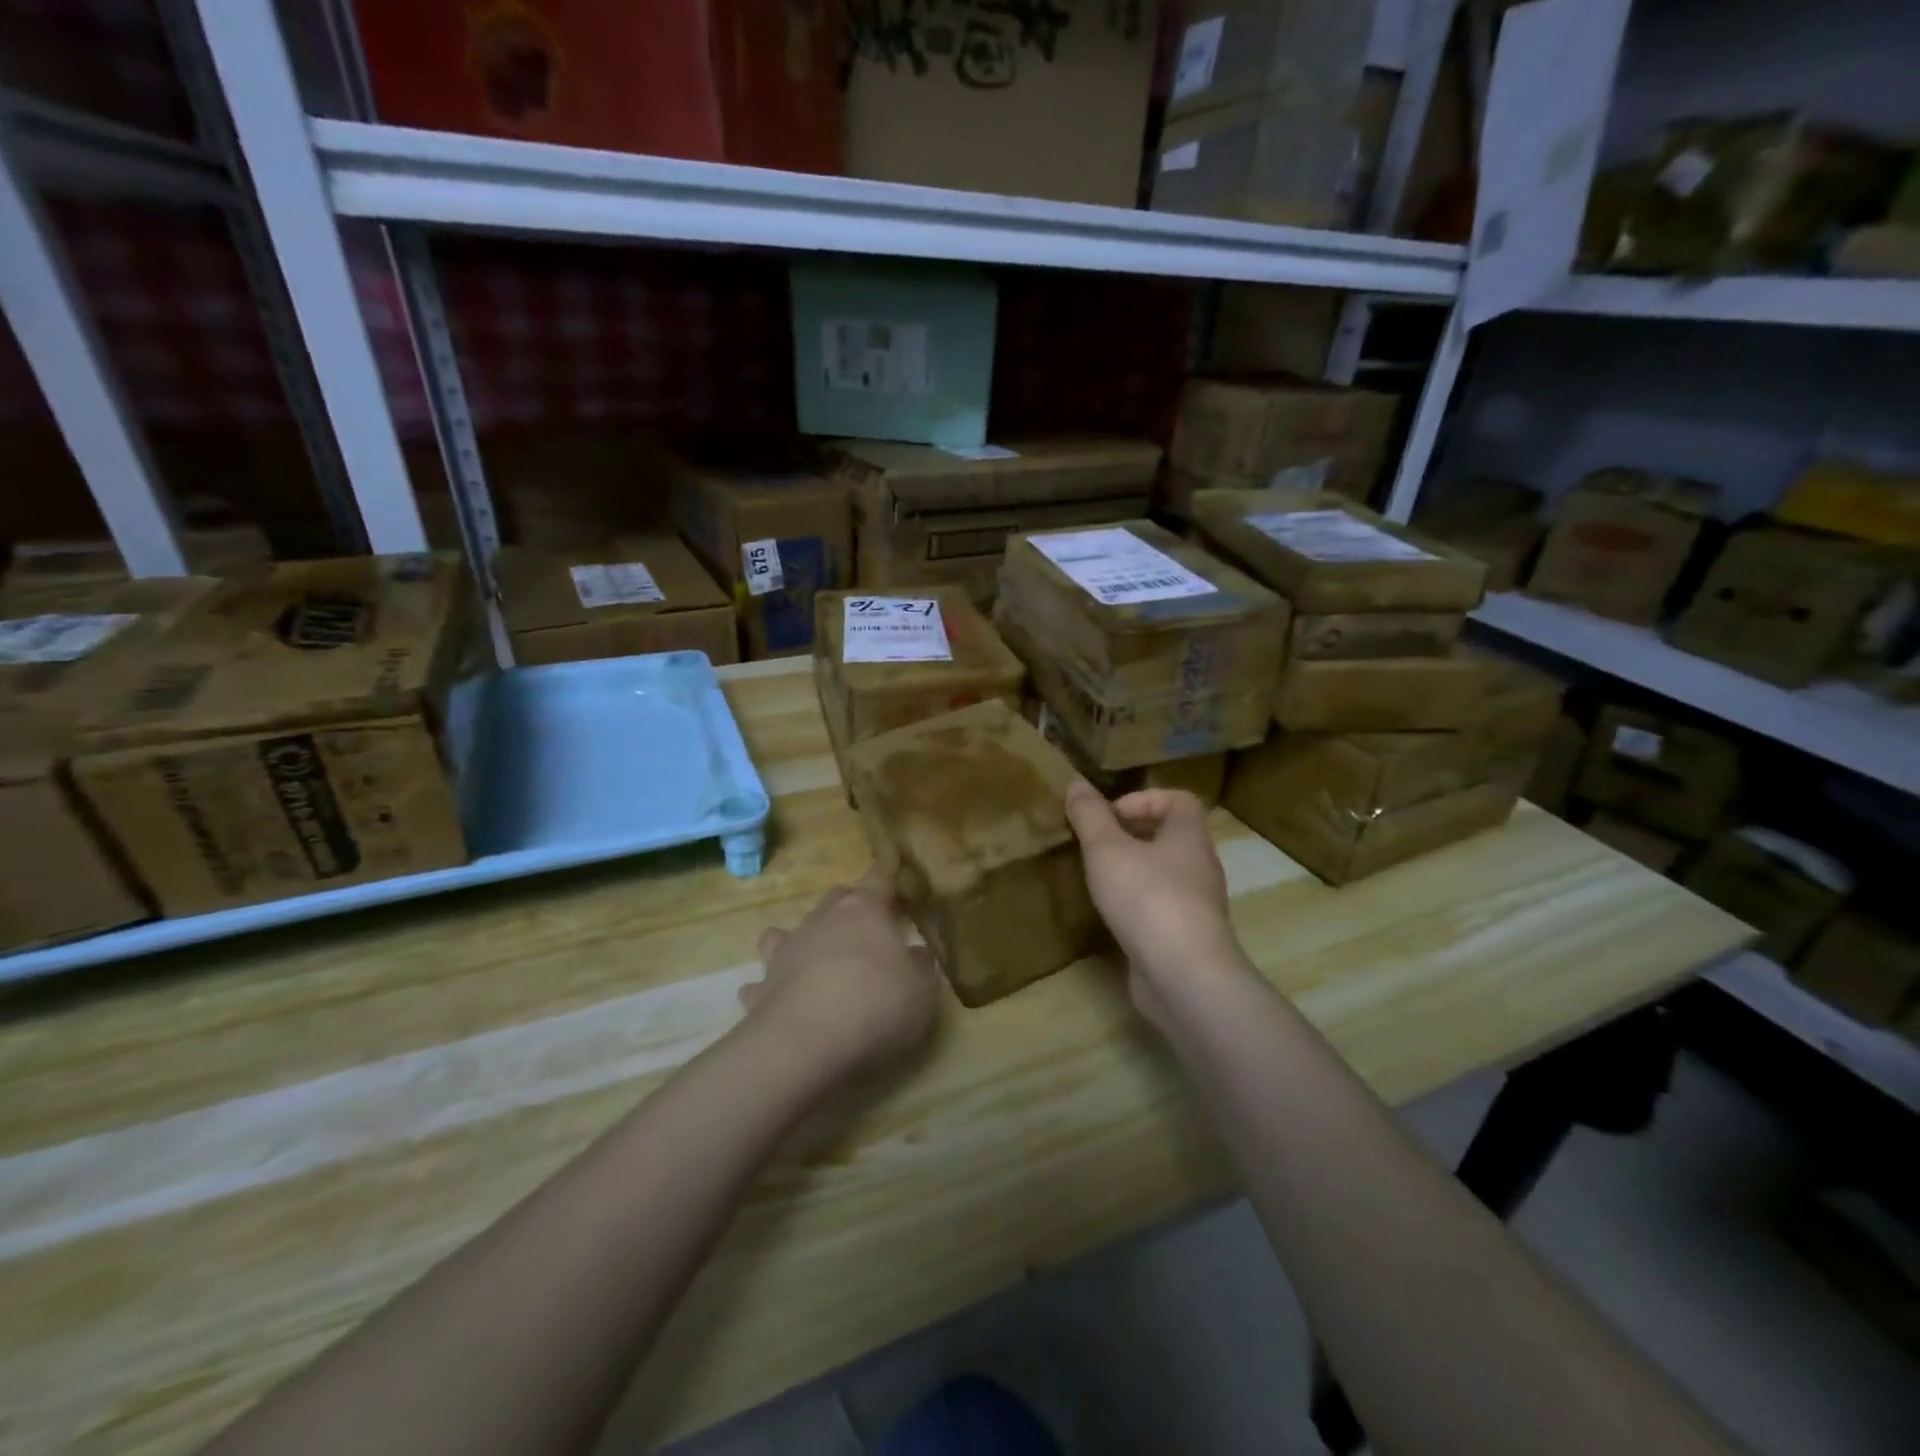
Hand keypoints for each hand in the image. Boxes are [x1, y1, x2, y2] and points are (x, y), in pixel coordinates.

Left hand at [740, 863, 940, 1085]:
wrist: (805, 1044)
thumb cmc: (875, 1005)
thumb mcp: (921, 990)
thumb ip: (920, 967)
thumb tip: (916, 954)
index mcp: (864, 911)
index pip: (879, 878)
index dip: (888, 871)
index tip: (893, 860)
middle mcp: (821, 921)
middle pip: (836, 898)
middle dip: (851, 905)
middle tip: (867, 924)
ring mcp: (786, 952)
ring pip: (788, 931)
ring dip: (802, 939)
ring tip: (813, 956)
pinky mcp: (762, 988)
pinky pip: (762, 981)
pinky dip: (771, 986)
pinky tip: (777, 999)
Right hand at [1064, 780, 1250, 1025]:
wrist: (1184, 977)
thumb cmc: (1147, 899)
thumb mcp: (1106, 849)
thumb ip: (1089, 815)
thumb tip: (1076, 783)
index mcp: (1189, 836)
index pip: (1178, 800)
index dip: (1143, 799)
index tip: (1109, 817)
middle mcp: (1199, 865)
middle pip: (1170, 835)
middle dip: (1132, 834)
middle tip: (1096, 845)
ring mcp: (1197, 904)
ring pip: (1165, 872)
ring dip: (1133, 869)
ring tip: (1099, 878)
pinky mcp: (1187, 936)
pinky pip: (1162, 906)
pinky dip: (1138, 903)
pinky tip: (1113, 915)